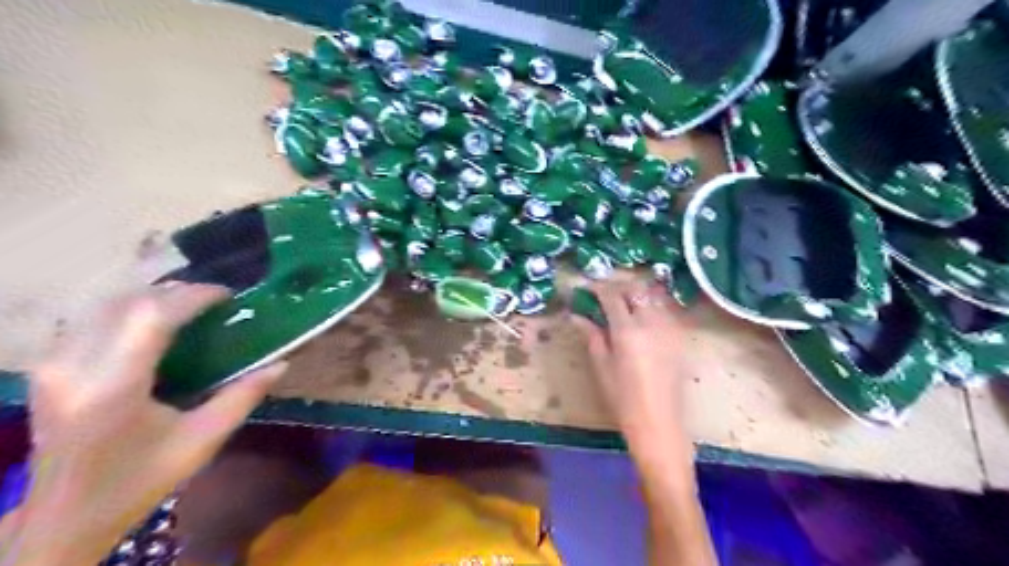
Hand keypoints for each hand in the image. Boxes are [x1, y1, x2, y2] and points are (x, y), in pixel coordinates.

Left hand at [3, 285, 288, 562]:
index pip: (151, 317)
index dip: (193, 297)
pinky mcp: (47, 368)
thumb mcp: (202, 440)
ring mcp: (53, 366)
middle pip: (127, 303)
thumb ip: (243, 397)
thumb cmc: (141, 480)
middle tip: (215, 302)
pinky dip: (129, 310)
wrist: (66, 517)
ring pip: (105, 305)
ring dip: (152, 298)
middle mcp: (74, 369)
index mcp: (113, 389)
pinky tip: (154, 323)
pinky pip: (91, 319)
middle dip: (176, 293)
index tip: (228, 296)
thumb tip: (282, 363)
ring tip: (190, 308)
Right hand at [570, 280, 698, 457]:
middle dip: (618, 286)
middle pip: (636, 289)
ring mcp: (669, 328)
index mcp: (627, 330)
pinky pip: (666, 310)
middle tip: (603, 293)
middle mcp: (651, 322)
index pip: (612, 295)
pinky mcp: (679, 337)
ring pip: (654, 296)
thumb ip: (591, 335)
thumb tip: (576, 316)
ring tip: (622, 302)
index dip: (597, 287)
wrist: (659, 422)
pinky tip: (642, 316)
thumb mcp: (601, 365)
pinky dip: (652, 304)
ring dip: (636, 292)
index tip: (585, 288)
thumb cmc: (623, 398)